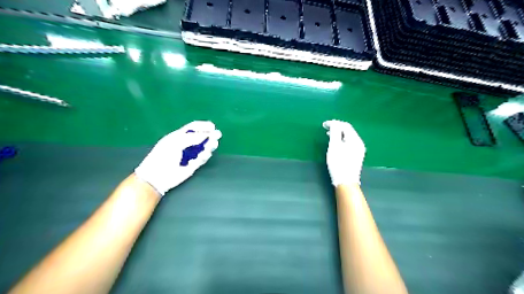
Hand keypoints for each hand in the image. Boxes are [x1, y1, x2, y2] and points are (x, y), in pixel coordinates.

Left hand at [133, 121, 221, 195]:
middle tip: (218, 135)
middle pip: (201, 138)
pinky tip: (204, 154)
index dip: (202, 126)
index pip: (192, 128)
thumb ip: (191, 138)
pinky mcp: (192, 166)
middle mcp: (185, 145)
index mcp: (178, 136)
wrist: (157, 176)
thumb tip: (206, 135)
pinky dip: (204, 156)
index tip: (212, 126)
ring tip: (214, 144)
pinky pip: (202, 159)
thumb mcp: (175, 142)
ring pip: (203, 148)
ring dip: (209, 145)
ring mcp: (189, 155)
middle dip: (210, 136)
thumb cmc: (163, 156)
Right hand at [322, 120, 364, 185]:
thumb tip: (334, 123)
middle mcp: (359, 143)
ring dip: (339, 133)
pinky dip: (342, 140)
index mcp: (355, 140)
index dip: (334, 123)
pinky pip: (349, 143)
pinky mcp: (356, 155)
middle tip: (326, 128)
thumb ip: (334, 132)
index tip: (324, 125)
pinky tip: (336, 143)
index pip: (345, 126)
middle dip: (337, 127)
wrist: (346, 181)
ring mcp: (359, 150)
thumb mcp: (334, 146)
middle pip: (348, 130)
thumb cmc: (338, 163)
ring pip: (348, 137)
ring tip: (329, 135)